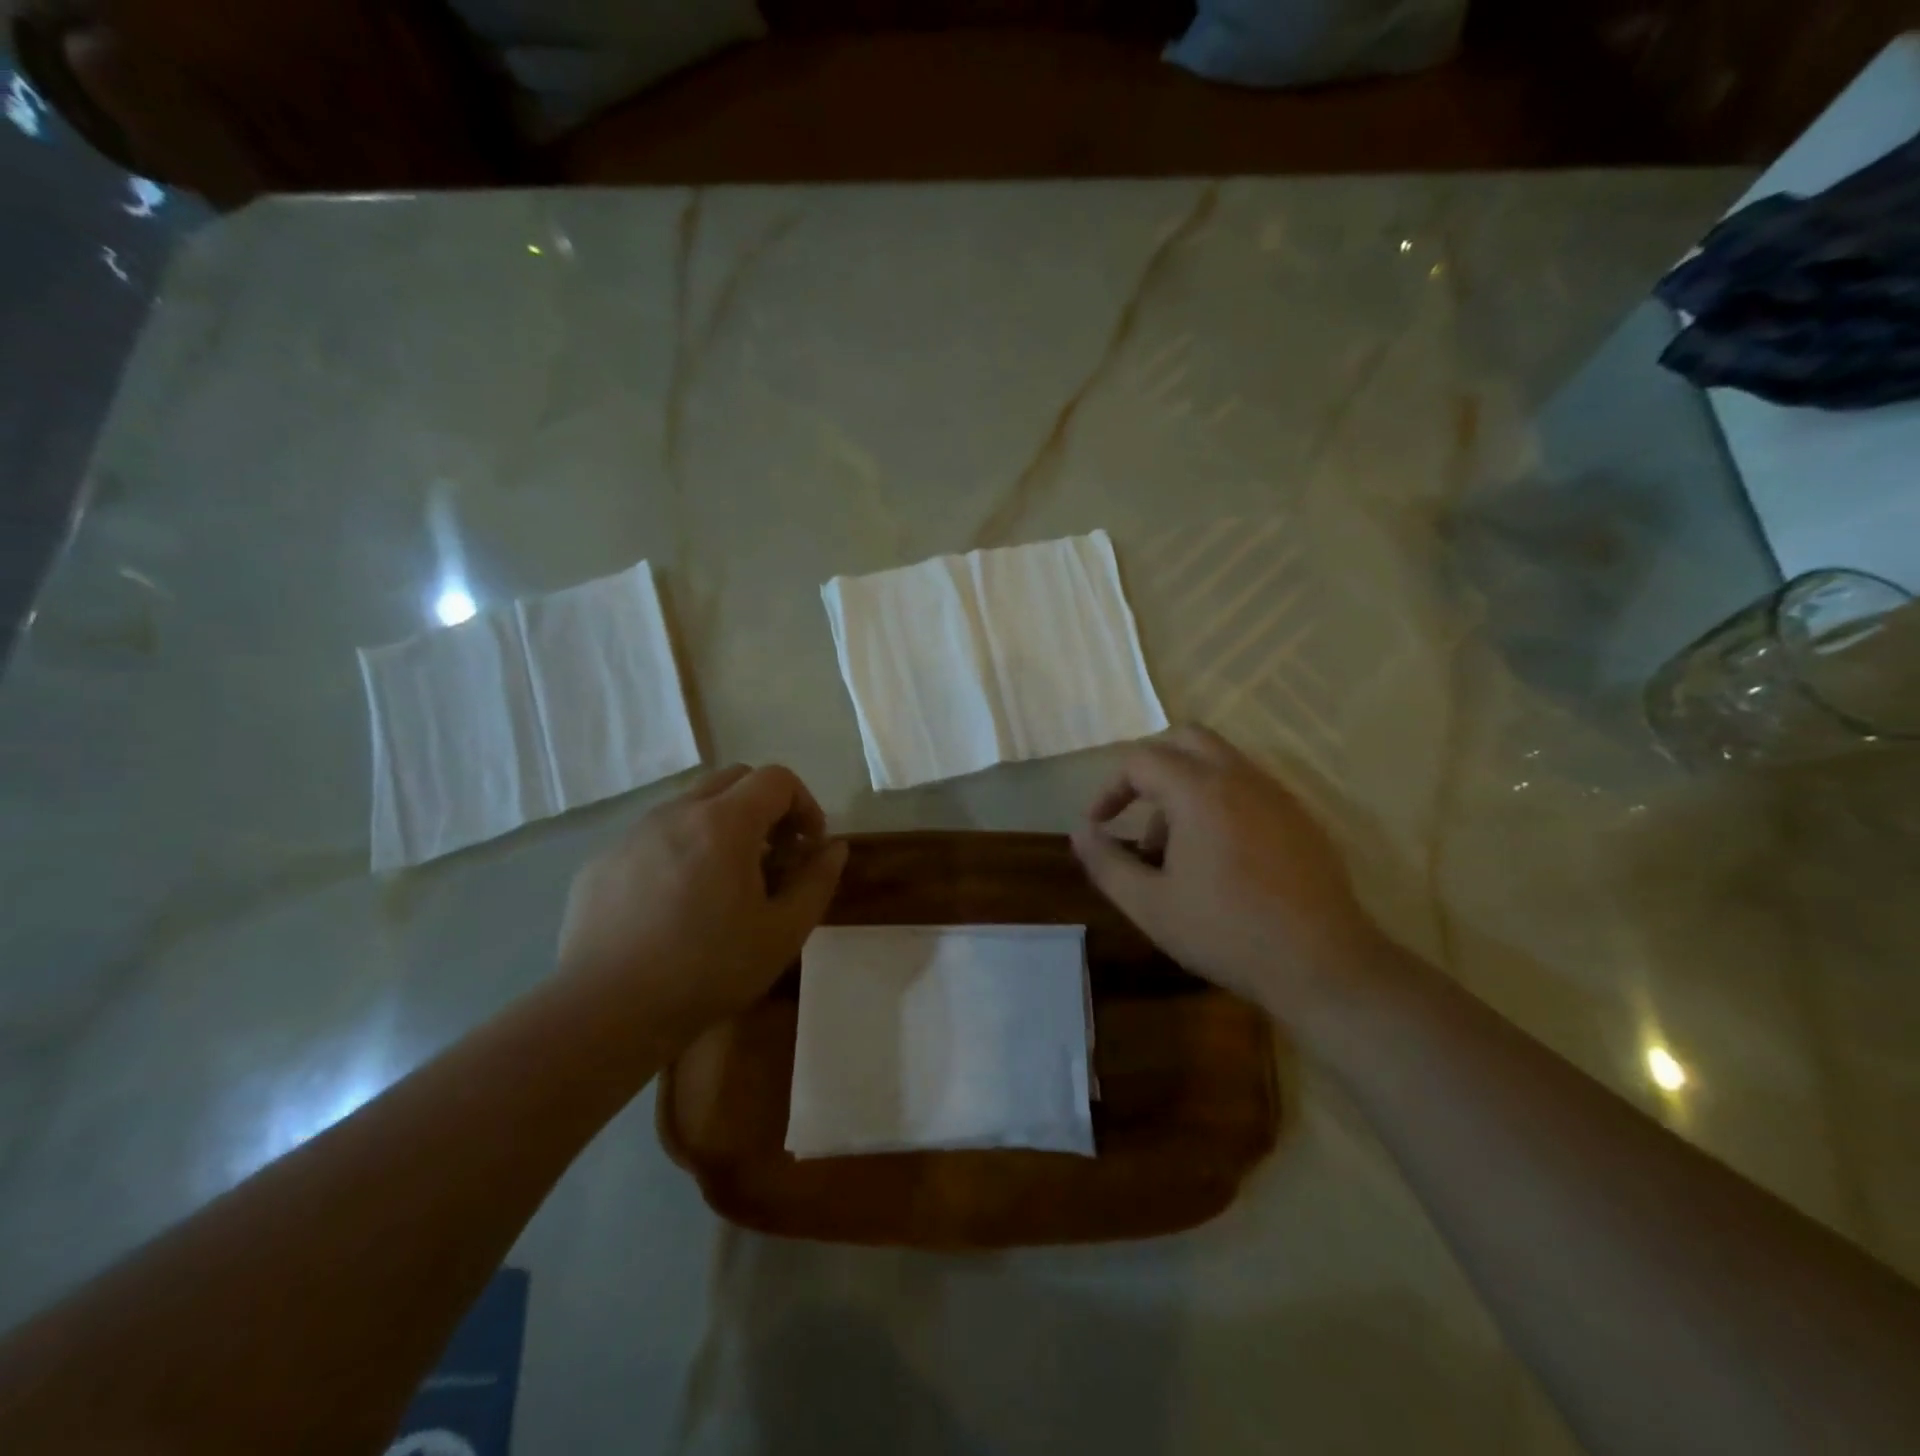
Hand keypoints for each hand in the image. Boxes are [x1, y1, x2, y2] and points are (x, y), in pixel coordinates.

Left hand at [557, 765, 848, 1043]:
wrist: (605, 1013)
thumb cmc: (707, 971)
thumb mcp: (783, 933)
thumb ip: (817, 882)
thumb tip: (834, 848)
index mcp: (724, 823)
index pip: (776, 779)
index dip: (804, 804)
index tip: (808, 846)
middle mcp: (676, 813)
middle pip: (733, 779)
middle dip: (765, 807)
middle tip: (773, 855)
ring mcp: (633, 834)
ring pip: (691, 804)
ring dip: (722, 826)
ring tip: (726, 881)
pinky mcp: (603, 861)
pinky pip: (654, 836)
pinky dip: (681, 849)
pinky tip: (676, 904)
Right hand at [1071, 727, 1386, 1022]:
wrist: (1323, 965)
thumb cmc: (1226, 932)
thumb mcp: (1150, 905)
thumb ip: (1106, 863)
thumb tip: (1080, 833)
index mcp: (1200, 791)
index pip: (1141, 760)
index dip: (1110, 788)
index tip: (1099, 824)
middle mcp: (1240, 778)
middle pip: (1186, 740)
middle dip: (1151, 768)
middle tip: (1135, 812)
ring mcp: (1276, 795)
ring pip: (1220, 762)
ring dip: (1186, 788)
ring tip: (1175, 849)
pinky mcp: (1300, 818)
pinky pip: (1249, 788)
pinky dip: (1220, 802)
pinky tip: (1219, 858)